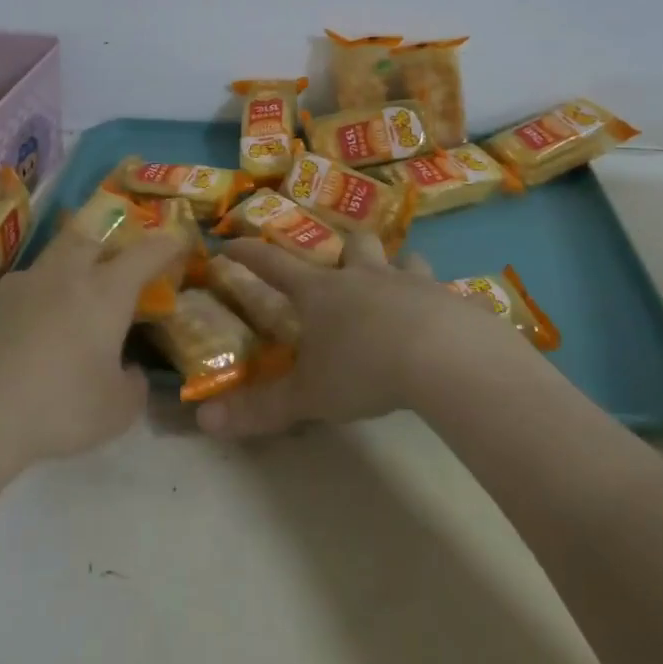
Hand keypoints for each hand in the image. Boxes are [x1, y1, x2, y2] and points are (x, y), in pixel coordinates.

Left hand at [0, 229, 185, 482]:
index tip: (180, 239)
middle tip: (120, 264)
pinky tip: (34, 330)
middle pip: (93, 237)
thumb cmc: (59, 408)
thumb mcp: (117, 411)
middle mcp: (65, 273)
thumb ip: (134, 385)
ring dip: (72, 267)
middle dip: (112, 243)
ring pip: (55, 257)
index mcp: (105, 291)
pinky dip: (40, 296)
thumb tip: (129, 371)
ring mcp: (23, 282)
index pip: (145, 253)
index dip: (167, 244)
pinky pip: (26, 286)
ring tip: (74, 299)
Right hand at [197, 232, 527, 437]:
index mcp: (323, 293)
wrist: (443, 357)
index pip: (274, 265)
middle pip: (354, 244)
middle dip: (347, 247)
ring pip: (406, 258)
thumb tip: (204, 421)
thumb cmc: (364, 369)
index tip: (231, 242)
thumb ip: (260, 408)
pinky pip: (455, 293)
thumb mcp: (308, 396)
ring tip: (401, 280)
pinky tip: (458, 317)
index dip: (250, 254)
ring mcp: (412, 283)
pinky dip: (451, 302)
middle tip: (347, 262)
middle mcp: (365, 277)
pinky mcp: (453, 300)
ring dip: (400, 265)